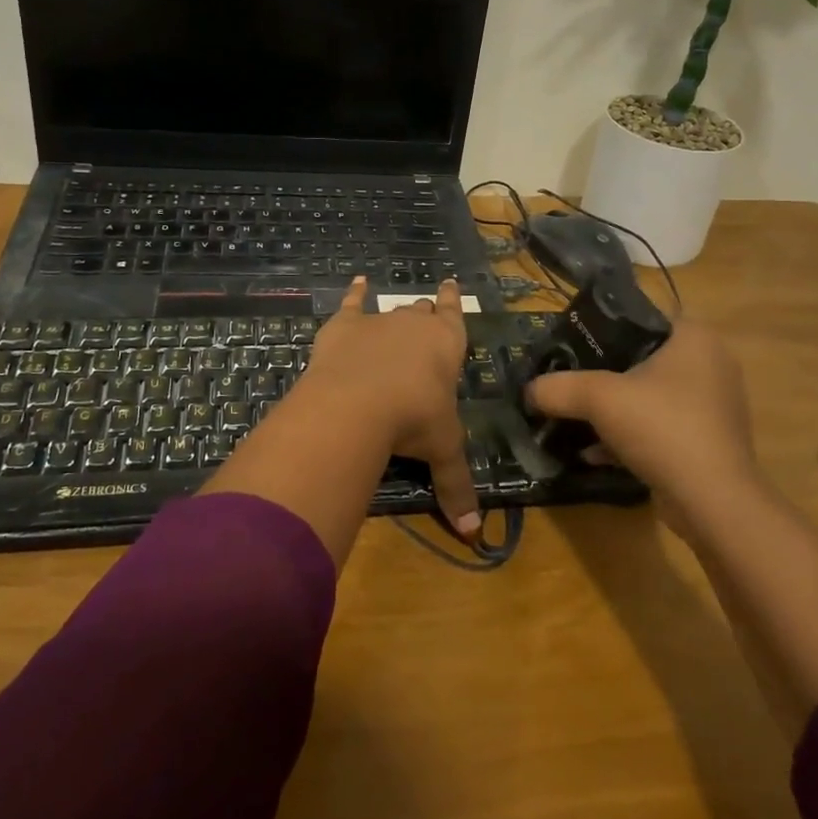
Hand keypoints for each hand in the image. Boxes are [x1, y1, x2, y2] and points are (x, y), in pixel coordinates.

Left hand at [298, 276, 478, 535]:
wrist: (358, 402)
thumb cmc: (413, 420)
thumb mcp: (442, 452)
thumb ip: (456, 487)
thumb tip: (473, 536)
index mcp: (447, 344)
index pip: (455, 316)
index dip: (454, 302)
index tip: (452, 283)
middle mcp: (415, 324)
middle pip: (422, 312)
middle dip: (425, 314)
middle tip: (425, 315)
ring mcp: (379, 321)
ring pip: (391, 309)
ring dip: (394, 311)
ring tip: (395, 308)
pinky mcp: (344, 324)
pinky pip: (352, 302)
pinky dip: (355, 293)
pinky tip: (356, 283)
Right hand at [526, 317, 757, 507]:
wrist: (712, 502)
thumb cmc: (662, 427)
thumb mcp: (599, 398)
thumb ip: (559, 387)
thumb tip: (528, 391)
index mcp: (695, 339)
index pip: (642, 318)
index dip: (602, 328)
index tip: (571, 345)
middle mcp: (711, 366)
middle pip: (642, 359)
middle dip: (603, 373)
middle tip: (568, 379)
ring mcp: (712, 407)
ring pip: (649, 397)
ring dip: (614, 409)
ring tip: (575, 416)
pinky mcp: (707, 443)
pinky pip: (659, 428)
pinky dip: (629, 436)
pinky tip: (594, 453)